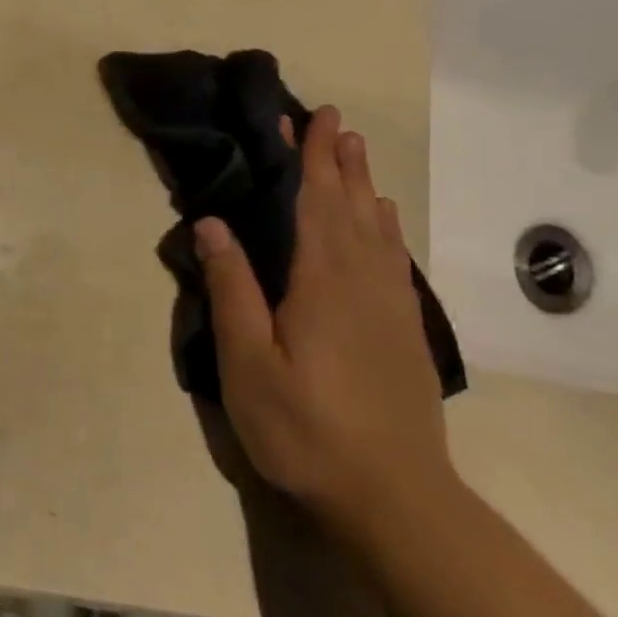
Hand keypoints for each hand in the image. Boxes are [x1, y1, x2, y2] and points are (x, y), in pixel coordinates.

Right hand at [195, 106, 449, 532]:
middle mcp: (363, 282)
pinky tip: (383, 225)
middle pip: (352, 208)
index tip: (311, 118)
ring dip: (364, 187)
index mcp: (322, 283)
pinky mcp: (404, 332)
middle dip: (340, 162)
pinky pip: (395, 260)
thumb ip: (232, 288)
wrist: (394, 498)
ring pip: (378, 231)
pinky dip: (387, 229)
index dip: (312, 159)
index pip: (316, 204)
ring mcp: (391, 308)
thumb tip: (212, 223)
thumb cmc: (305, 429)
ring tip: (356, 156)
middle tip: (335, 121)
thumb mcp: (247, 362)